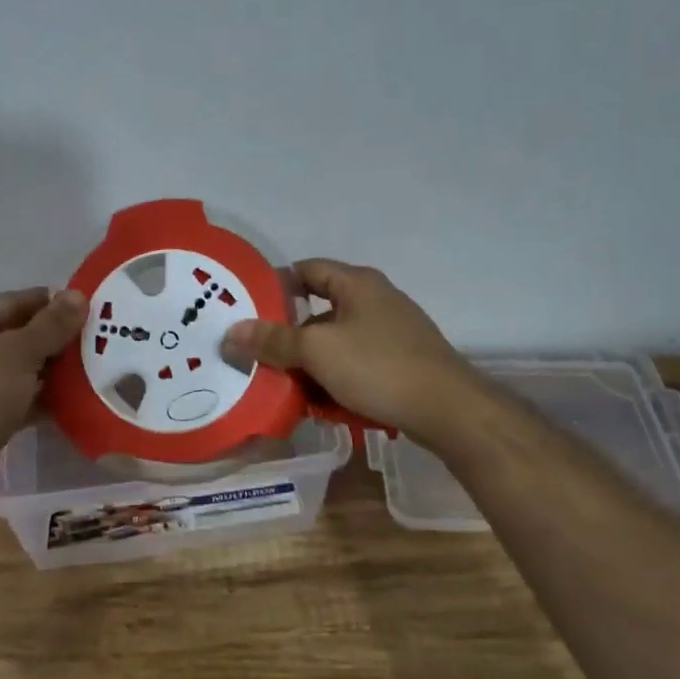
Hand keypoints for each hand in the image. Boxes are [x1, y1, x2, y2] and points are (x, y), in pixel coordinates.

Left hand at [0, 287, 86, 503]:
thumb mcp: (19, 354)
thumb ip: (51, 324)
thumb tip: (78, 294)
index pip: (12, 302)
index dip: (51, 303)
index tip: (90, 309)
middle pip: (14, 336)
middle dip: (54, 340)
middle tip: (97, 342)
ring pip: (15, 370)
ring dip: (49, 371)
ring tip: (91, 371)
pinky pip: (12, 399)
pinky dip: (37, 399)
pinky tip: (69, 403)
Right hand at [223, 259, 480, 445]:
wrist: (447, 409)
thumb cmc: (378, 367)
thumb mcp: (318, 352)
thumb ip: (274, 341)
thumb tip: (232, 331)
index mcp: (357, 283)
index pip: (306, 270)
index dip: (275, 286)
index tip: (247, 311)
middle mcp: (375, 300)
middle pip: (319, 311)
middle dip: (289, 337)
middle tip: (260, 357)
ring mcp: (392, 332)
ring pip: (337, 343)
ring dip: (311, 364)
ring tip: (286, 388)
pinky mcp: (400, 362)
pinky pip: (356, 365)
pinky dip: (336, 379)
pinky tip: (323, 404)